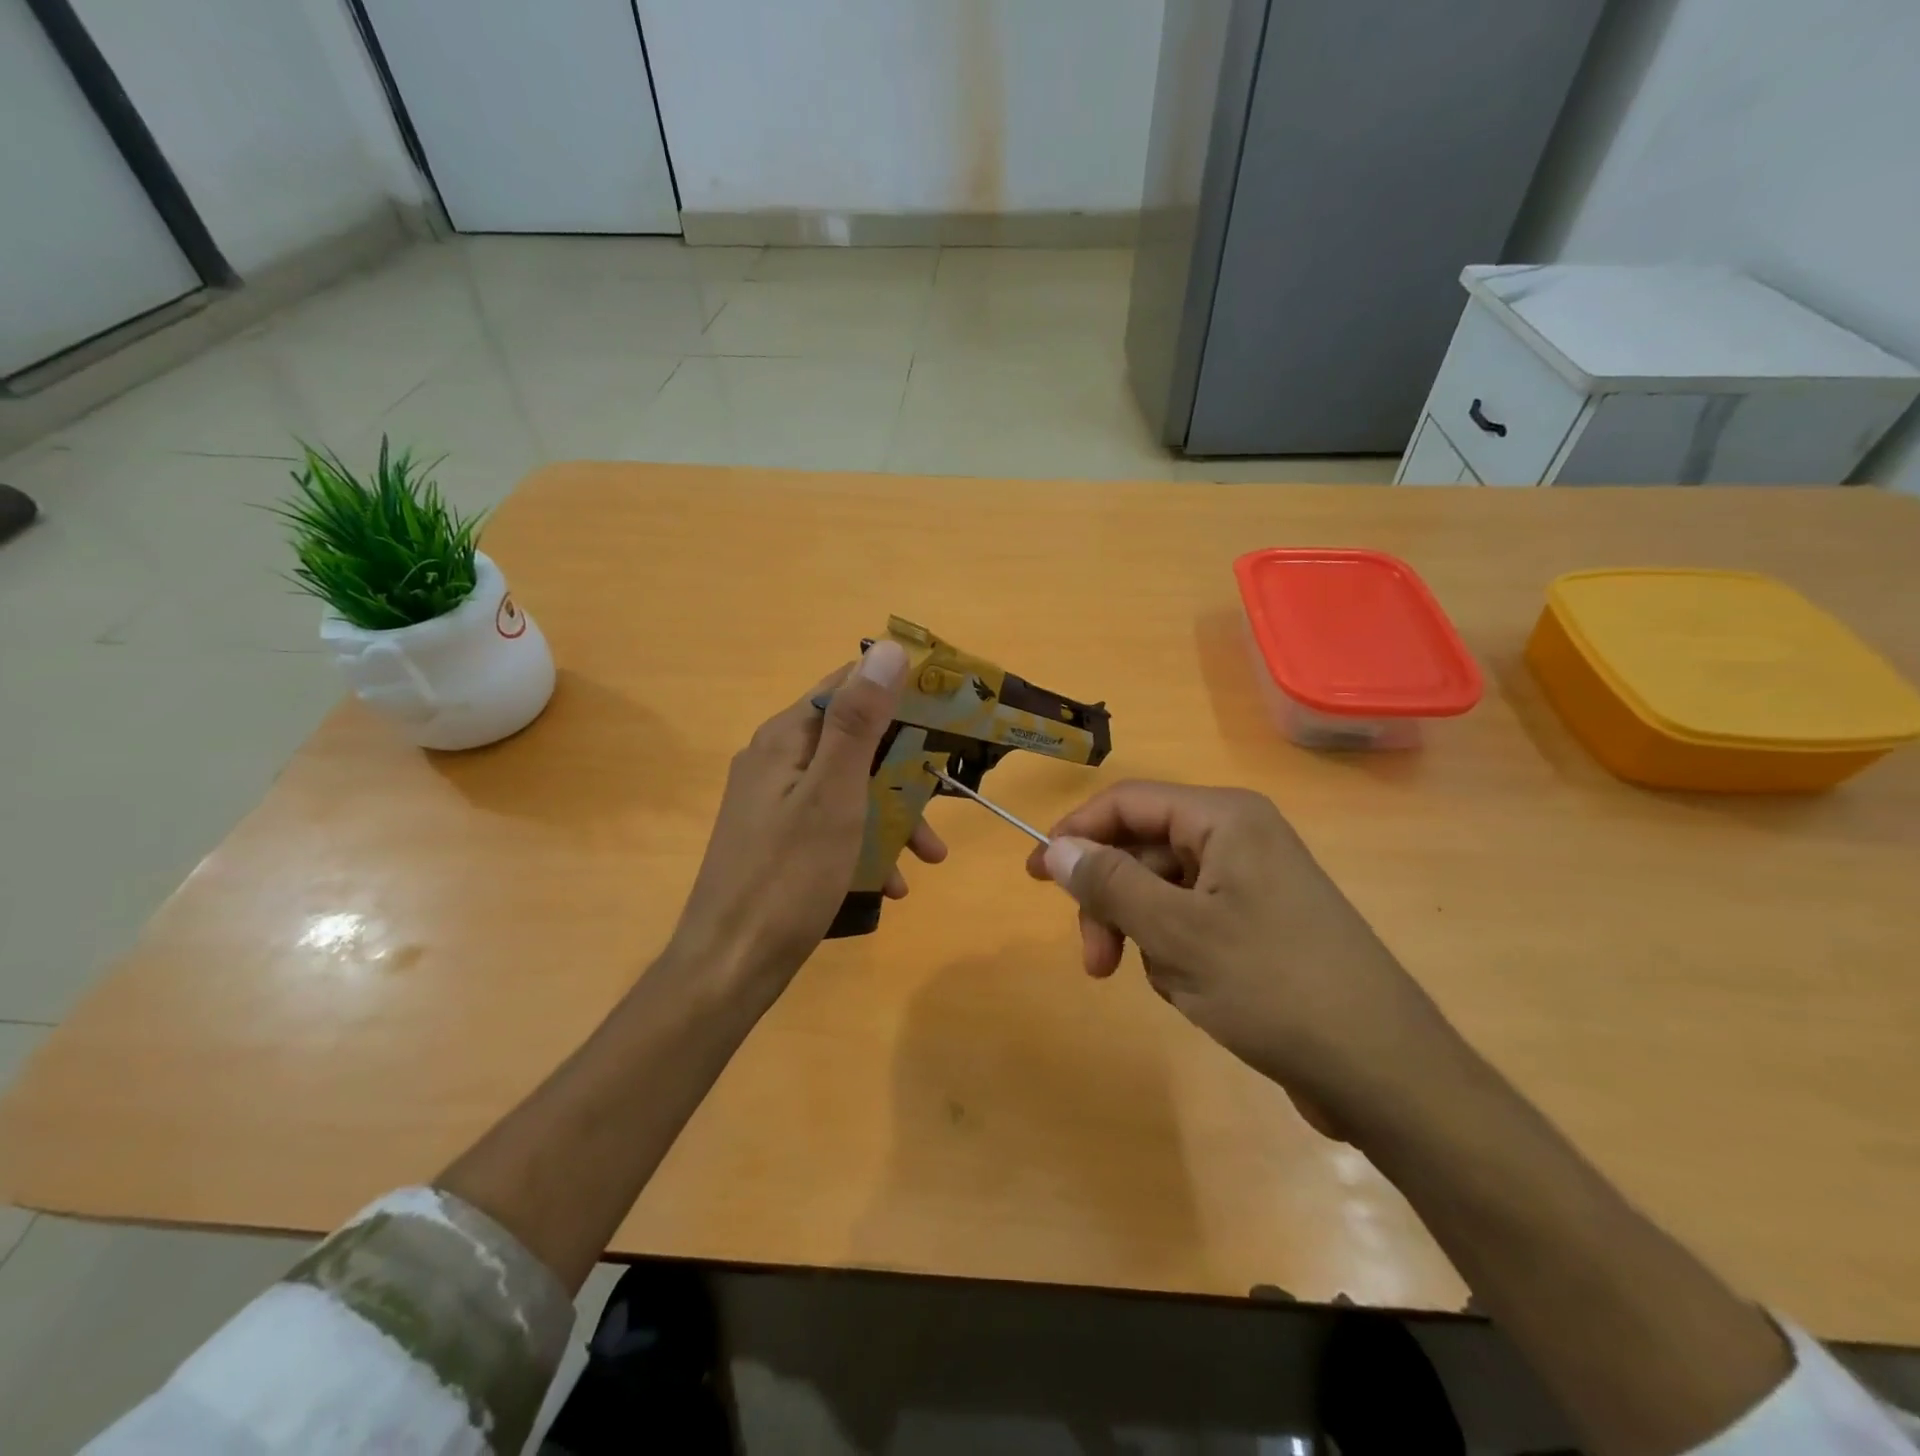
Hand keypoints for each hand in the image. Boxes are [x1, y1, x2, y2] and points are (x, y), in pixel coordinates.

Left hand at [672, 642, 946, 986]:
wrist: (730, 966)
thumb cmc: (788, 876)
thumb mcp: (834, 794)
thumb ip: (859, 721)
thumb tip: (889, 648)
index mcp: (786, 738)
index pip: (847, 685)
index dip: (898, 688)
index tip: (949, 707)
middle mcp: (777, 761)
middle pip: (854, 740)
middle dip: (905, 766)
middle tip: (948, 792)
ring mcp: (776, 803)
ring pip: (850, 787)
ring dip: (893, 813)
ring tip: (930, 854)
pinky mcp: (780, 841)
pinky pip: (834, 825)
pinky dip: (867, 844)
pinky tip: (892, 883)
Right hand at [1026, 781, 1460, 1136]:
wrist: (1384, 1072)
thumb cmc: (1274, 987)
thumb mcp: (1176, 934)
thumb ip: (1109, 884)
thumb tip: (1057, 848)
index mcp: (1225, 819)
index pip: (1128, 802)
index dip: (1076, 833)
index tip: (1036, 876)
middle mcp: (1239, 838)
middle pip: (1143, 849)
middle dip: (1113, 902)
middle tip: (1097, 962)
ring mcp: (1253, 882)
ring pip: (1163, 891)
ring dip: (1146, 935)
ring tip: (1170, 984)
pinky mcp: (1260, 924)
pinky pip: (1192, 920)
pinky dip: (1177, 953)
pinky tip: (1197, 993)